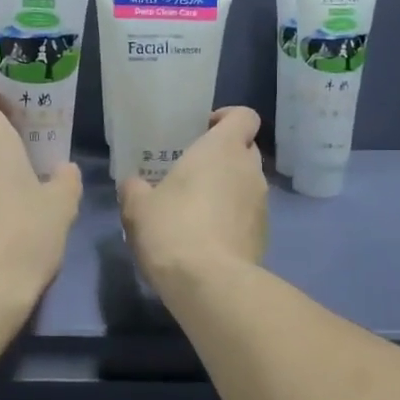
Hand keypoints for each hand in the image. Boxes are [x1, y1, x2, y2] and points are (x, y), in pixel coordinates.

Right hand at [119, 107, 267, 292]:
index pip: (244, 116)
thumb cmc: (172, 229)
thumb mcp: (137, 207)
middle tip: (192, 171)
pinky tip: (207, 238)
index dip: (227, 117)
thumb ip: (135, 188)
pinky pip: (248, 214)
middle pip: (245, 149)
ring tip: (197, 209)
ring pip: (247, 184)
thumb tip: (135, 184)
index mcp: (222, 149)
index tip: (203, 129)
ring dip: (227, 189)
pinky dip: (232, 218)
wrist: (210, 283)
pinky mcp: (264, 235)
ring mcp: (262, 204)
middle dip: (223, 156)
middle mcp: (249, 170)